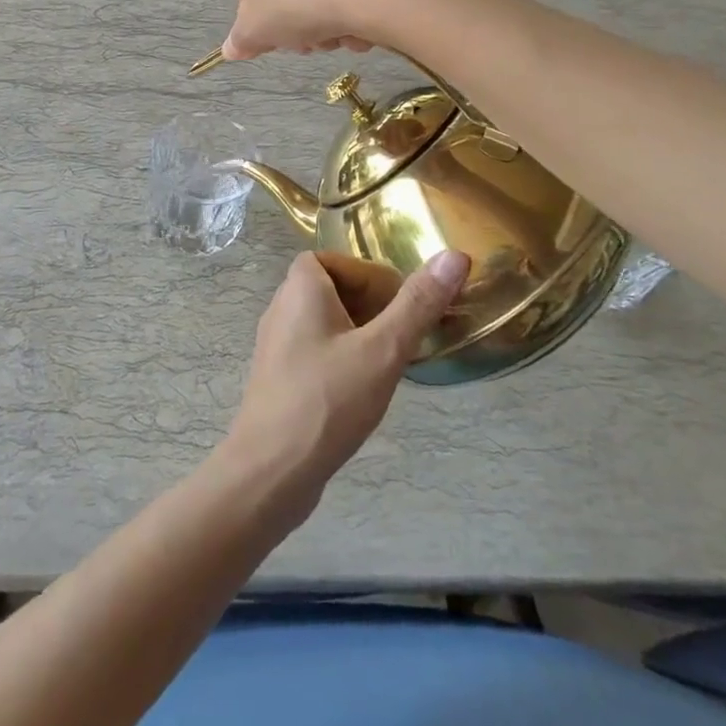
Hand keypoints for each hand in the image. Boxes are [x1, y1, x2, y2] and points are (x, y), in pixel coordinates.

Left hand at [220, 249, 469, 526]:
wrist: (271, 471)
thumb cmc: (328, 400)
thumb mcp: (383, 349)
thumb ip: (418, 303)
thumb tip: (455, 254)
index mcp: (300, 288)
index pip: (333, 260)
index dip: (367, 275)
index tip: (398, 303)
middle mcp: (281, 308)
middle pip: (330, 289)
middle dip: (370, 306)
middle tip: (402, 335)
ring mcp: (276, 345)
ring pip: (325, 324)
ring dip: (359, 335)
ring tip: (389, 364)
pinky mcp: (279, 378)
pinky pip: (315, 352)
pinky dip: (342, 359)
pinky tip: (362, 392)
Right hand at [221, 0, 441, 60]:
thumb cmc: (295, 1)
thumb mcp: (257, 31)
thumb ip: (241, 40)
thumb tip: (230, 50)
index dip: (255, 18)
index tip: (272, 39)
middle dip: (295, 23)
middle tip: (308, 43)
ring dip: (326, 22)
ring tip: (339, 36)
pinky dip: (354, 6)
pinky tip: (364, 25)